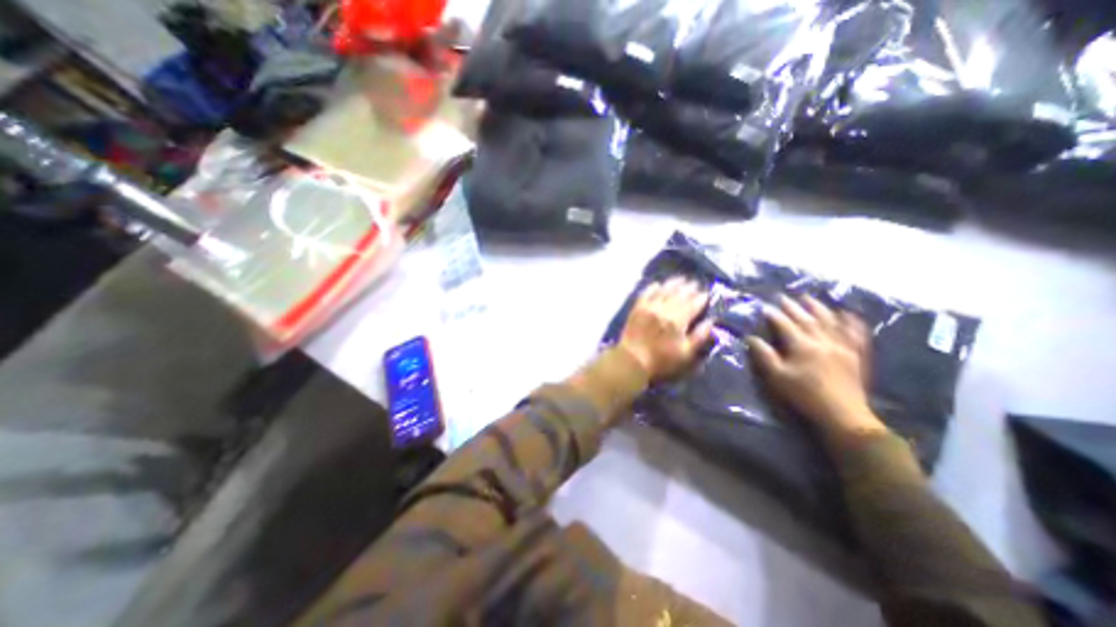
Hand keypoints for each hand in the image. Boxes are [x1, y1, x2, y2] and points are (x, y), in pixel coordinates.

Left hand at [620, 280, 714, 381]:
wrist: (632, 360)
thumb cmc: (661, 360)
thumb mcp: (685, 354)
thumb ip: (699, 337)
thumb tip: (711, 321)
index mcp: (678, 321)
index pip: (693, 305)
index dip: (701, 298)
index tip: (707, 294)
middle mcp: (664, 309)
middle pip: (679, 294)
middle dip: (689, 288)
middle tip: (695, 283)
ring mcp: (649, 307)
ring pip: (664, 290)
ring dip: (673, 283)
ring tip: (681, 279)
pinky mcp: (637, 308)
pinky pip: (646, 293)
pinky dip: (653, 287)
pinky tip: (657, 284)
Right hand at [743, 295, 886, 441]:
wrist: (843, 415)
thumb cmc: (804, 395)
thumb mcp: (777, 377)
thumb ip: (764, 355)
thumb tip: (751, 338)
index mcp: (801, 346)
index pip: (784, 324)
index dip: (774, 315)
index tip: (764, 307)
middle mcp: (822, 340)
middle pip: (806, 318)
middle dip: (793, 306)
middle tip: (783, 297)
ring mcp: (842, 346)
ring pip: (829, 321)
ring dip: (818, 307)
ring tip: (809, 298)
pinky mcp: (856, 355)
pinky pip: (855, 333)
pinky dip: (851, 322)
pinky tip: (848, 314)